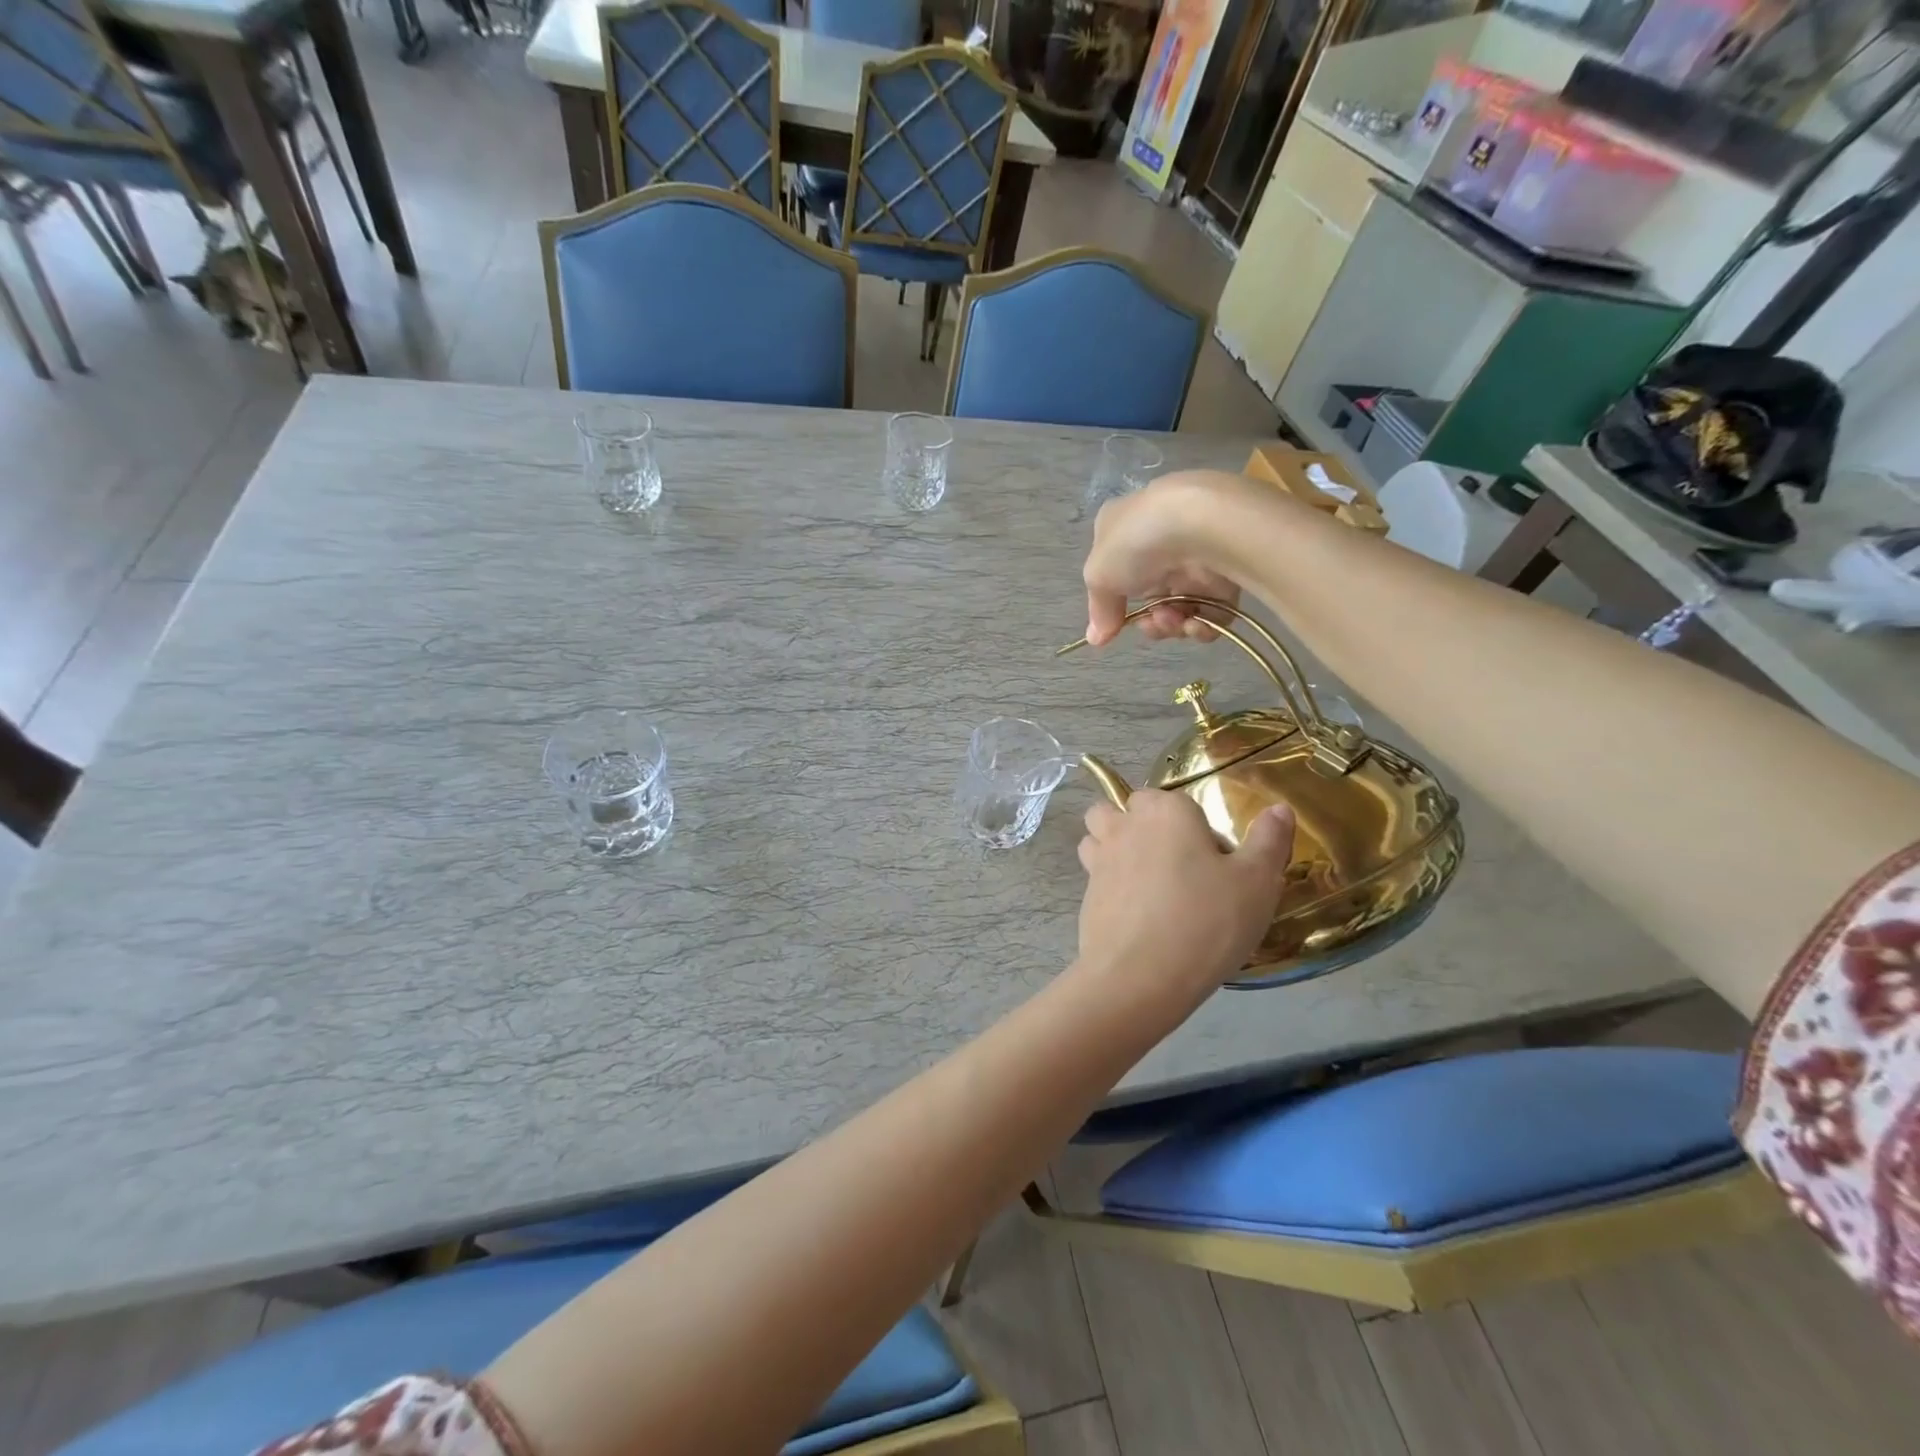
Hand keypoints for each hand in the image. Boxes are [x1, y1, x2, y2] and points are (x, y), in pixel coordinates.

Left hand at [1076, 790, 1295, 1006]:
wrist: (1140, 976)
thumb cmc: (1206, 921)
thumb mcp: (1257, 882)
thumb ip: (1268, 840)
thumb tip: (1279, 808)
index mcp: (1165, 812)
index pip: (1173, 798)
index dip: (1192, 824)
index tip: (1214, 860)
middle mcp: (1125, 826)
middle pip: (1122, 808)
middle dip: (1140, 823)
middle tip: (1176, 864)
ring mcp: (1098, 859)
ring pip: (1097, 835)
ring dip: (1113, 845)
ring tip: (1146, 880)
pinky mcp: (1085, 894)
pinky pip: (1093, 874)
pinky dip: (1108, 883)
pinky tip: (1135, 913)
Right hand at [1083, 473, 1248, 645]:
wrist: (1204, 522)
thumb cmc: (1137, 542)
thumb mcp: (1099, 575)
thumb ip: (1098, 609)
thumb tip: (1095, 638)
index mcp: (1124, 528)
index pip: (1117, 571)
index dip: (1114, 602)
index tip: (1113, 624)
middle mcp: (1161, 542)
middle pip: (1151, 598)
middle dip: (1149, 621)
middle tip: (1151, 624)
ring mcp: (1196, 557)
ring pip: (1182, 608)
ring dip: (1173, 626)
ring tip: (1176, 620)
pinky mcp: (1229, 573)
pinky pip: (1213, 612)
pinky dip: (1204, 626)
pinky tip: (1197, 624)